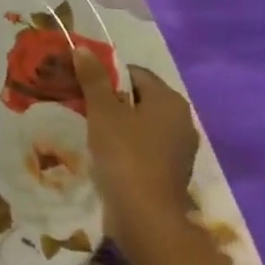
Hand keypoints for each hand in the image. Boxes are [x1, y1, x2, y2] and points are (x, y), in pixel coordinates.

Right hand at [75, 53, 198, 242]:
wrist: (146, 215)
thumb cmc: (125, 154)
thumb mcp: (103, 111)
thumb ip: (94, 79)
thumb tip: (83, 49)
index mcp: (169, 100)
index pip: (135, 73)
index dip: (106, 75)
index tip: (82, 85)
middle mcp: (182, 119)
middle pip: (140, 98)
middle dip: (111, 99)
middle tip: (82, 106)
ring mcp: (180, 147)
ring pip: (143, 123)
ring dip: (118, 123)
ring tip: (90, 130)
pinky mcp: (172, 170)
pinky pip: (146, 146)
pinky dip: (128, 145)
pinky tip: (107, 154)